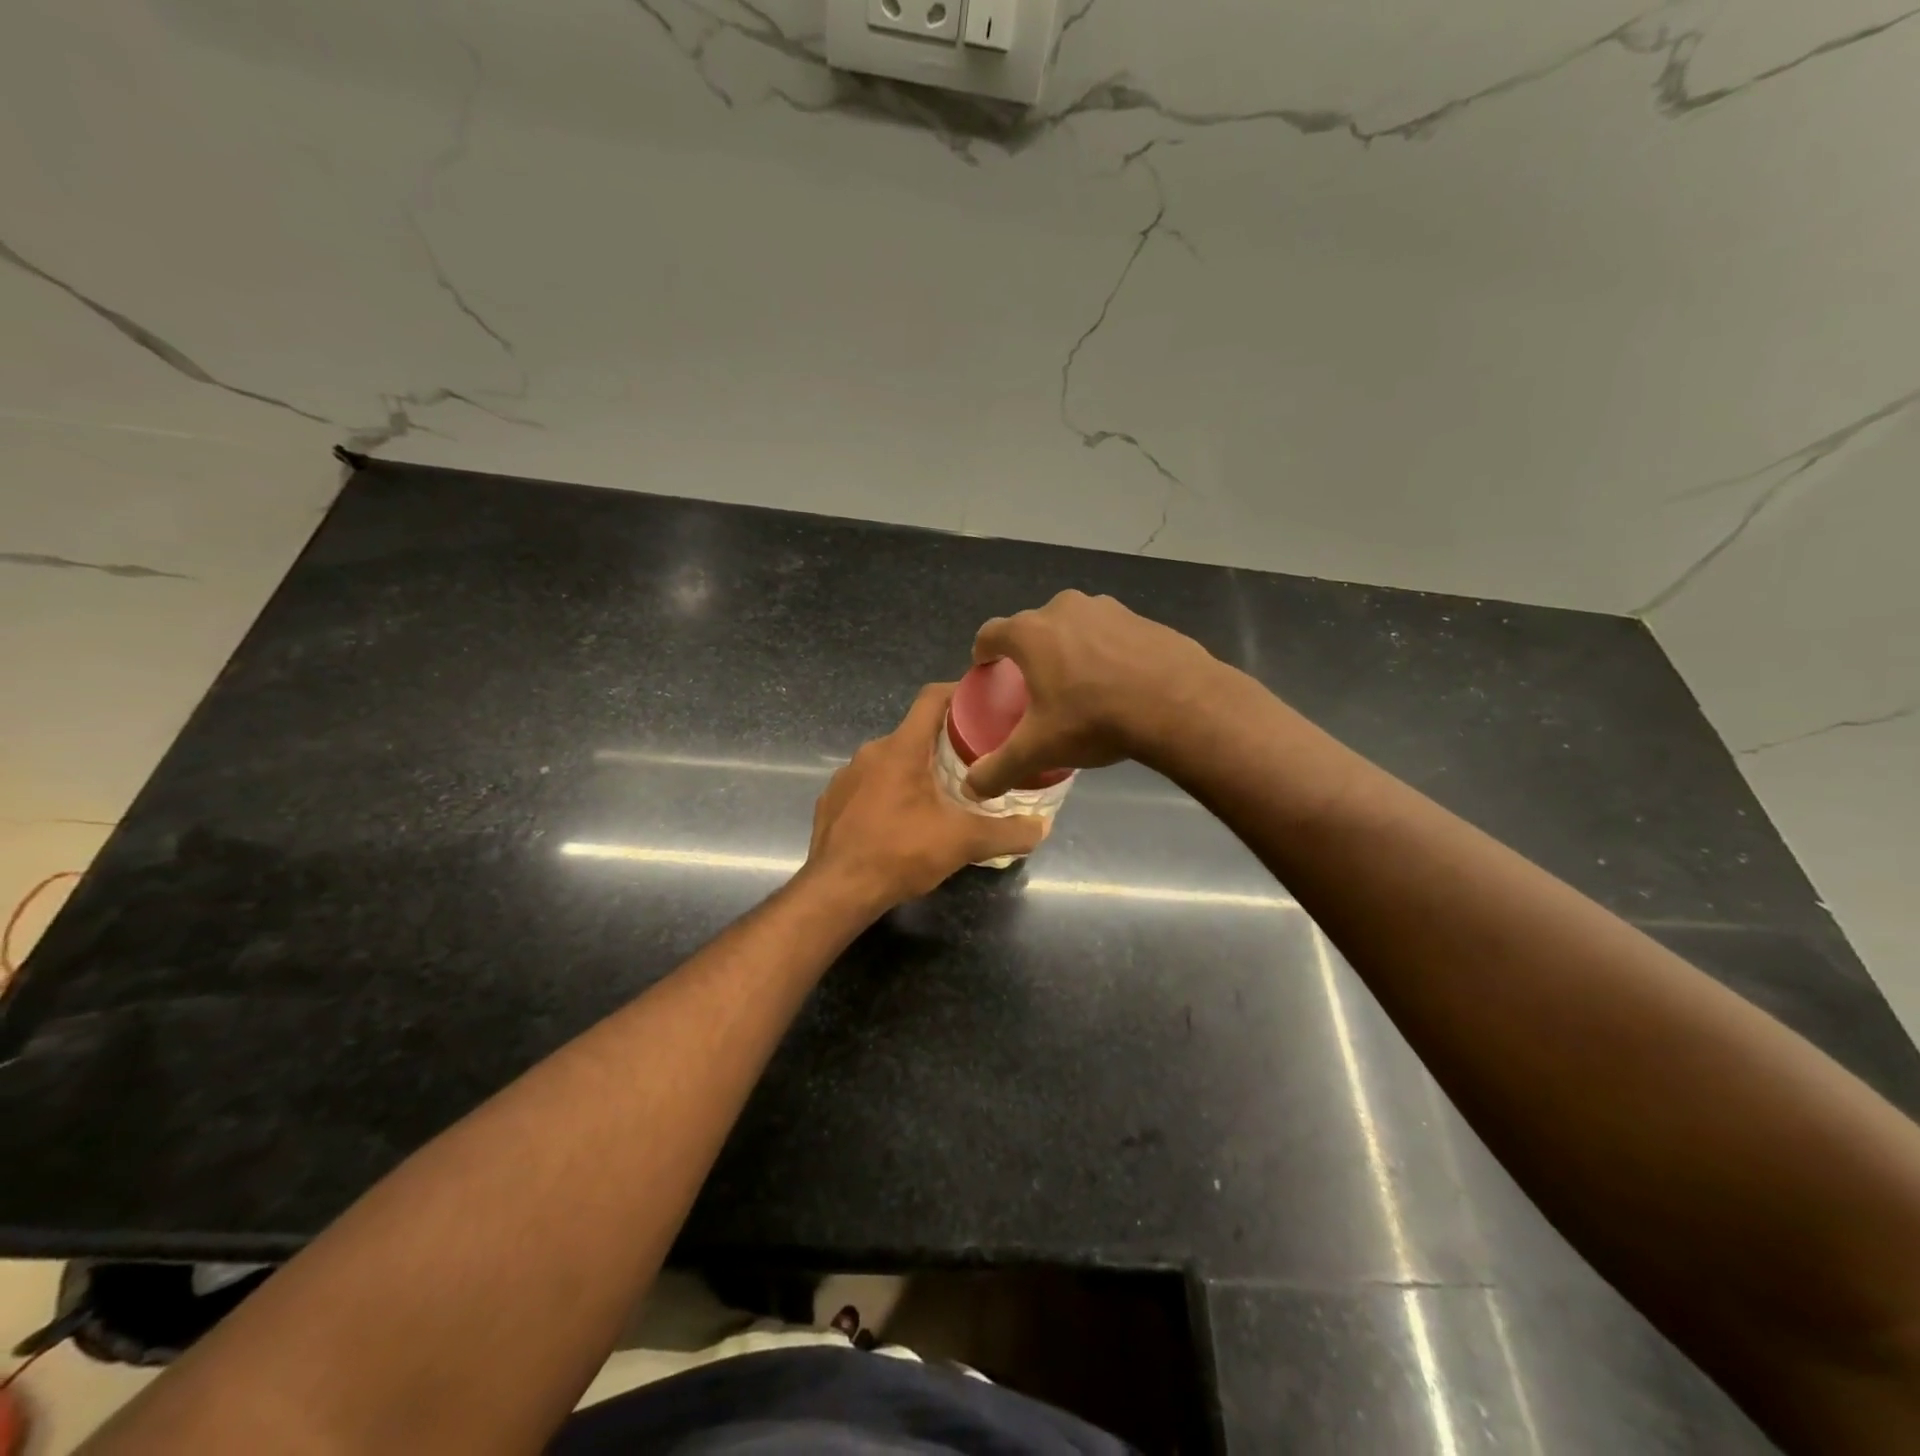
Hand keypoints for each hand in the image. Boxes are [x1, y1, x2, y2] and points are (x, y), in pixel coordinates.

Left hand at [806, 683, 1047, 910]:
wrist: (837, 890)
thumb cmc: (901, 853)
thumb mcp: (963, 843)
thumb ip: (1007, 833)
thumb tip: (1042, 828)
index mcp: (902, 748)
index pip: (931, 698)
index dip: (958, 693)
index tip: (982, 702)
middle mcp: (871, 752)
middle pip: (914, 732)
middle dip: (943, 743)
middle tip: (973, 761)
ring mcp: (846, 775)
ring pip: (889, 760)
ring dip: (914, 770)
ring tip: (940, 794)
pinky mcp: (831, 800)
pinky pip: (866, 784)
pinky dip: (887, 792)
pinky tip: (900, 820)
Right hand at [965, 590, 1218, 799]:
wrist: (1178, 703)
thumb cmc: (1094, 718)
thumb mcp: (1039, 749)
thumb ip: (999, 768)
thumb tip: (972, 788)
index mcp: (1030, 633)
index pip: (990, 633)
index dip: (983, 652)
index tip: (986, 668)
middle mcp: (1064, 609)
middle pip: (1034, 628)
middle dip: (1029, 653)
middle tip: (1034, 685)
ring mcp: (1107, 608)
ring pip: (1074, 627)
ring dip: (1069, 649)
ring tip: (1078, 684)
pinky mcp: (1142, 618)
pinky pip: (1110, 634)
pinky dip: (1105, 652)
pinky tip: (1117, 683)